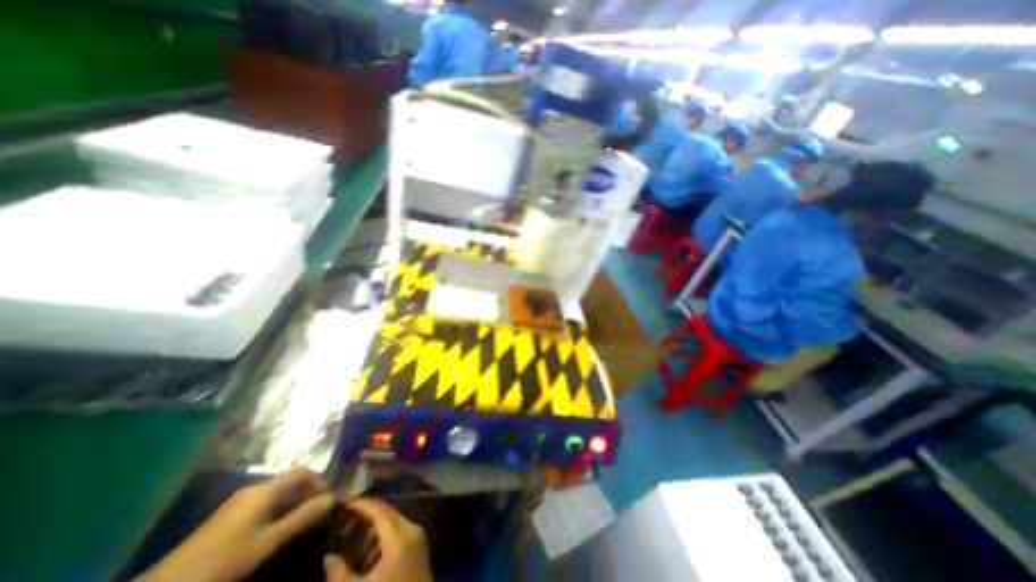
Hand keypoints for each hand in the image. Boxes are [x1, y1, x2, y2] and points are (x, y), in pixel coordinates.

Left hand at [136, 471, 330, 581]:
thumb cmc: (225, 561)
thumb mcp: (269, 542)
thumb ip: (303, 518)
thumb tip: (334, 498)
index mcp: (265, 490)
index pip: (303, 473)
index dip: (320, 482)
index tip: (328, 501)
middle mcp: (254, 489)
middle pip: (290, 482)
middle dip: (307, 494)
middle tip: (317, 513)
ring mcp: (237, 503)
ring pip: (277, 494)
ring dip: (292, 504)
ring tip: (300, 523)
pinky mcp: (226, 517)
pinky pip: (263, 505)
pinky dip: (277, 512)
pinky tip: (274, 531)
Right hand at [326, 499, 433, 580]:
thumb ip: (339, 574)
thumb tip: (327, 556)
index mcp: (399, 535)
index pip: (379, 510)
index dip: (360, 504)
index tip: (341, 502)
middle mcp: (411, 529)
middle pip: (387, 513)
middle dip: (365, 514)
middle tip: (340, 519)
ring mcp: (417, 539)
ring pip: (393, 522)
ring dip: (373, 526)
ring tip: (348, 533)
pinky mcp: (418, 549)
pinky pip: (398, 533)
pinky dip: (382, 536)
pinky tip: (365, 549)